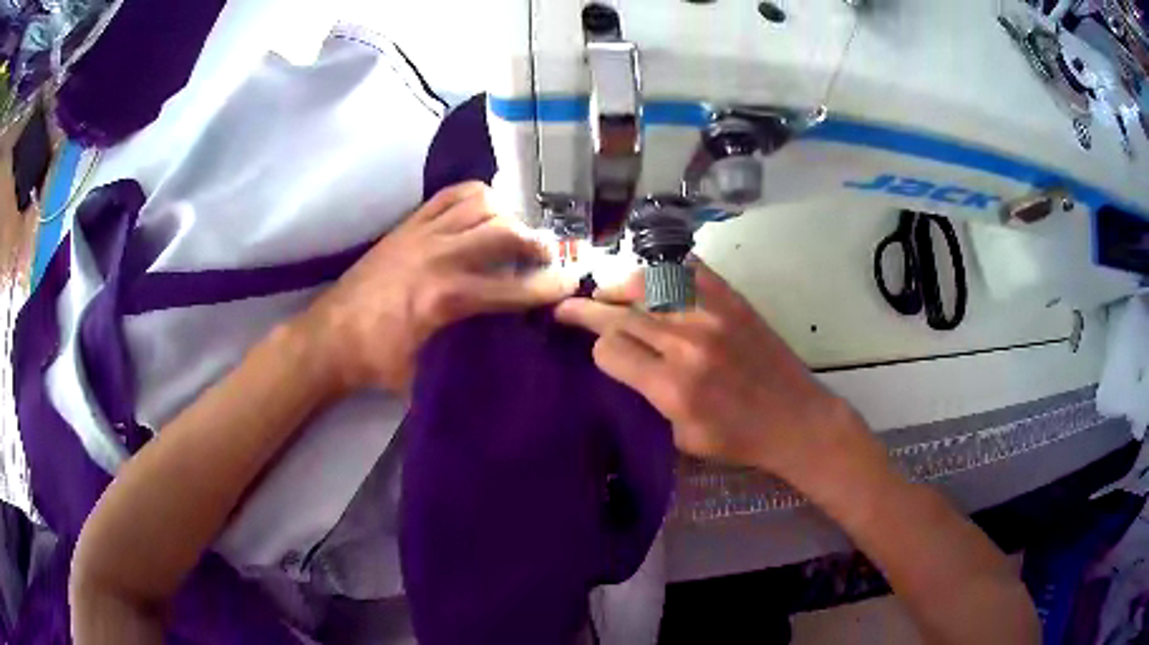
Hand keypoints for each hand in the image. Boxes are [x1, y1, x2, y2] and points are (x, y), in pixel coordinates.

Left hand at [298, 182, 574, 393]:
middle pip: (505, 232)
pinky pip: (450, 195)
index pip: (514, 288)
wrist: (331, 337)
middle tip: (545, 255)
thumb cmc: (379, 361)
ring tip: (512, 232)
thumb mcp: (429, 372)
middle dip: (536, 242)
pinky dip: (475, 197)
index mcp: (447, 300)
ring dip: (507, 215)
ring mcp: (423, 234)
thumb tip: (506, 347)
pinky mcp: (408, 224)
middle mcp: (441, 258)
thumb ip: (469, 355)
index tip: (570, 283)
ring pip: (481, 203)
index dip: (549, 286)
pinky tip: (482, 211)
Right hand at [555, 260, 861, 476]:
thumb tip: (628, 363)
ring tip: (607, 291)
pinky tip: (653, 275)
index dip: (597, 351)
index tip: (600, 354)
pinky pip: (689, 270)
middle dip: (586, 310)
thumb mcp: (682, 436)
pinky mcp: (732, 300)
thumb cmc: (739, 440)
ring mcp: (711, 315)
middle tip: (565, 307)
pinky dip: (664, 269)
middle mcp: (686, 343)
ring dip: (619, 287)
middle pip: (620, 314)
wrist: (795, 419)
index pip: (610, 351)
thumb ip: (650, 397)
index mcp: (671, 386)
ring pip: (648, 284)